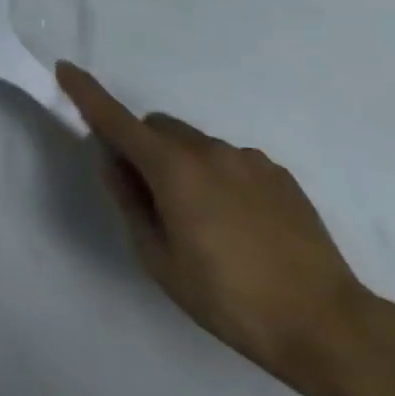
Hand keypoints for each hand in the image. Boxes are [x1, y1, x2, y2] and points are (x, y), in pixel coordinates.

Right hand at [56, 61, 379, 395]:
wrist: (328, 326)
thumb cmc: (228, 298)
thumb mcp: (159, 259)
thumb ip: (129, 202)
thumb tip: (114, 163)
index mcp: (173, 169)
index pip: (117, 121)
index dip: (87, 94)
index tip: (66, 69)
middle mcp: (210, 151)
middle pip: (158, 128)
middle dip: (142, 147)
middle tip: (148, 198)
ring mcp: (250, 161)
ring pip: (195, 146)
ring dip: (181, 166)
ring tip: (202, 223)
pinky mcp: (280, 176)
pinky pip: (230, 162)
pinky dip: (217, 178)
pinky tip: (237, 226)